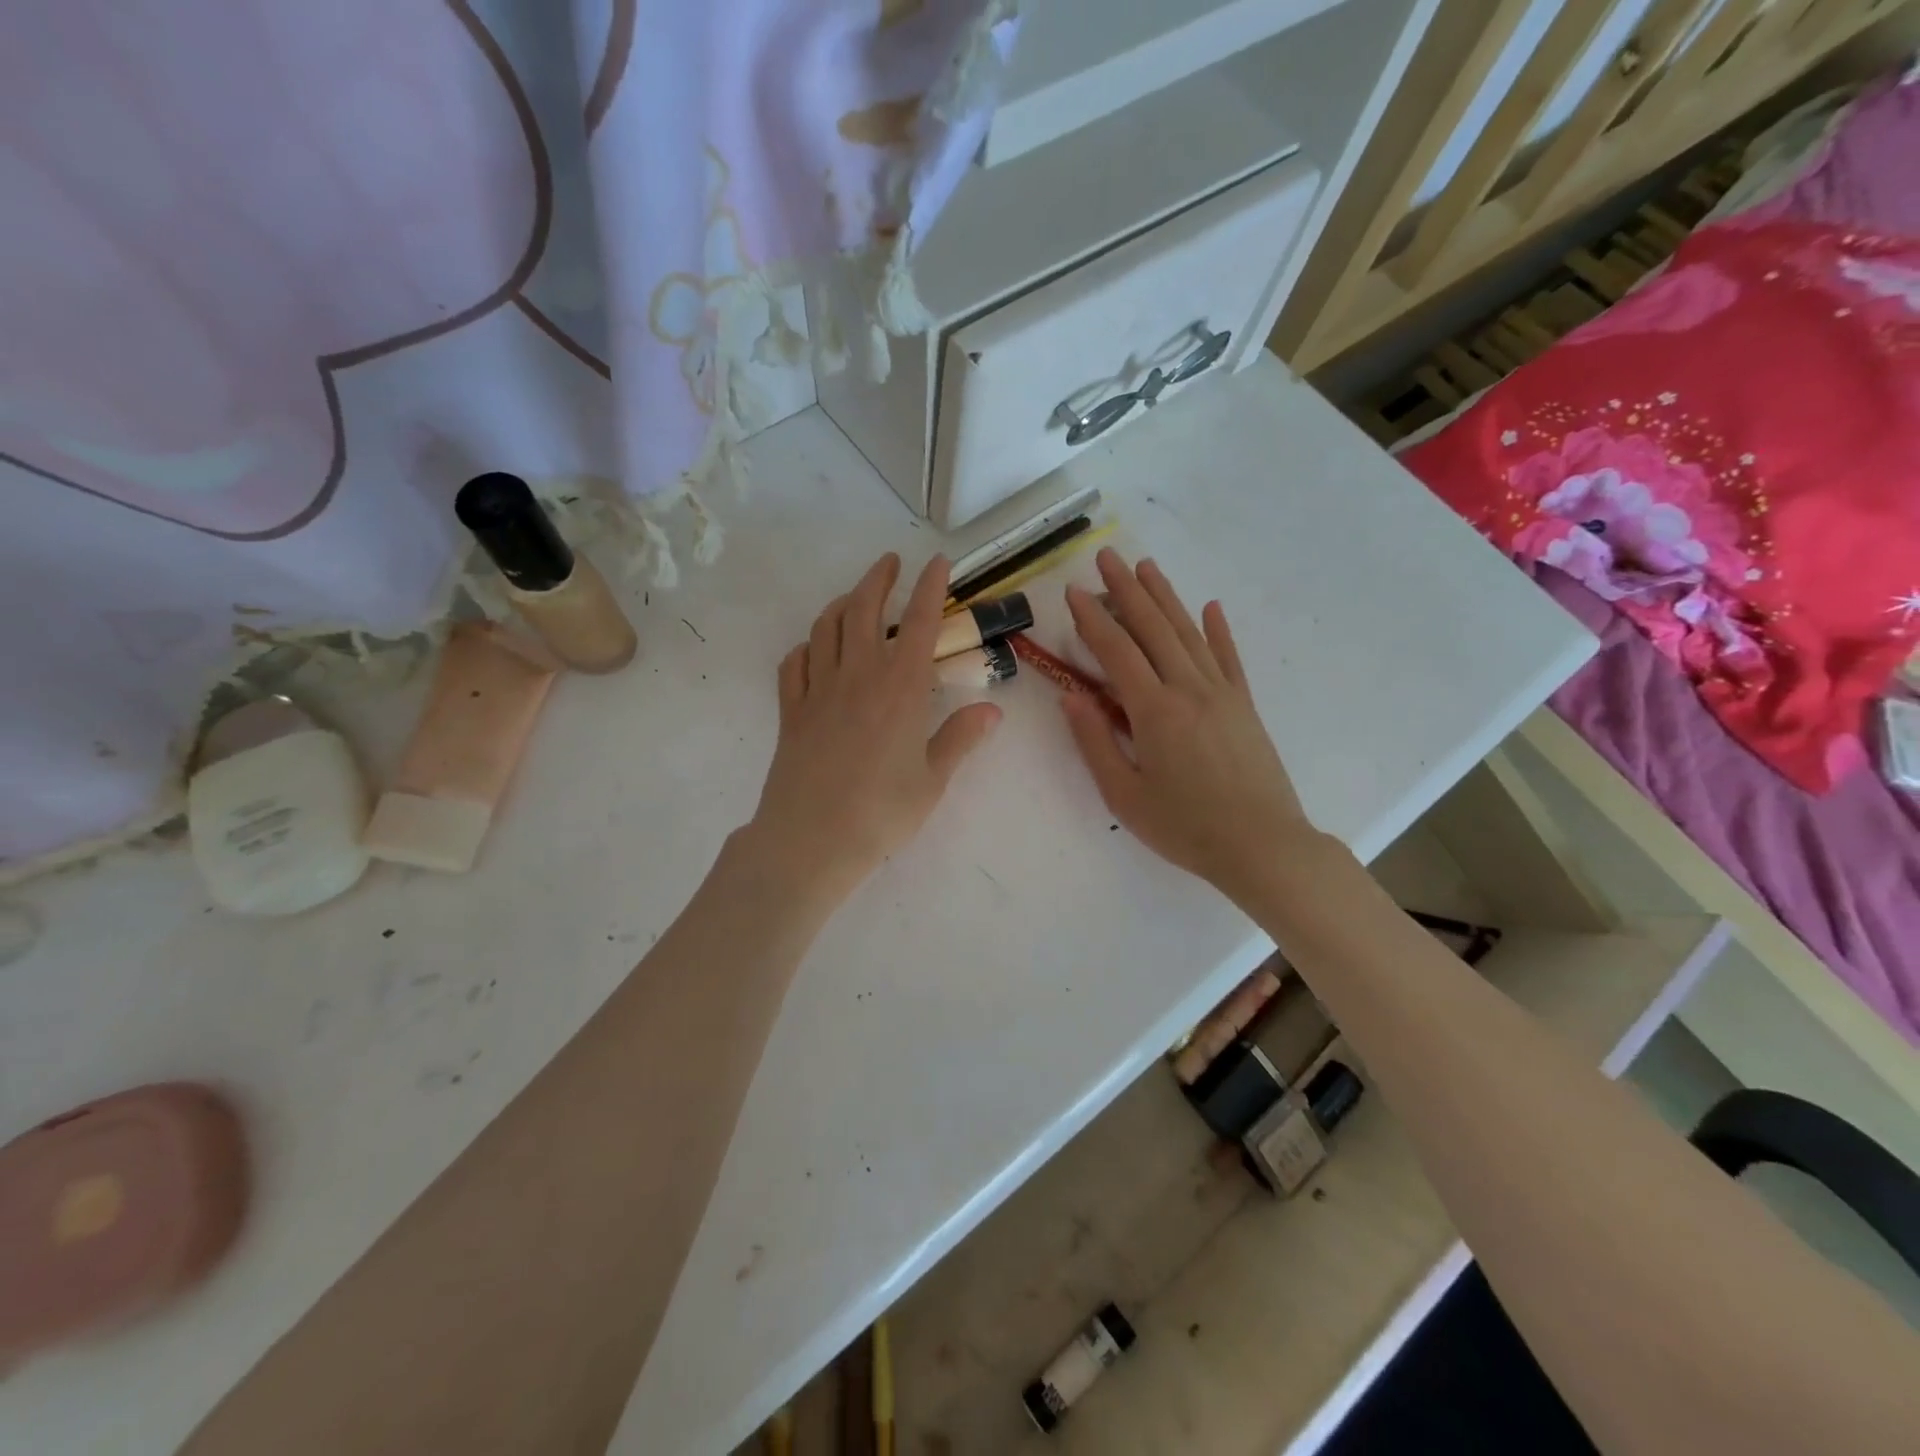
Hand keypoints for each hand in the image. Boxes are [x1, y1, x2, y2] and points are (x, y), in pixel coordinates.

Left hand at [746, 552, 1001, 906]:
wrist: (811, 840)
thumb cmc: (881, 813)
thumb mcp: (932, 779)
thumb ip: (960, 738)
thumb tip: (992, 710)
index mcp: (900, 688)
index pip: (919, 622)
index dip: (930, 587)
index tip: (937, 562)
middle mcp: (858, 676)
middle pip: (864, 610)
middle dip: (879, 579)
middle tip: (890, 563)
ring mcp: (818, 691)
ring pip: (826, 628)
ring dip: (842, 603)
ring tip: (855, 597)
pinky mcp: (790, 712)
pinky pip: (794, 664)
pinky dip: (806, 646)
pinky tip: (814, 648)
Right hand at [1063, 550, 1319, 909]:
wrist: (1262, 846)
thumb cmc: (1185, 827)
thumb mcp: (1125, 795)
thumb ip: (1095, 742)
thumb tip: (1070, 697)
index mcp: (1154, 711)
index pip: (1116, 652)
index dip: (1091, 619)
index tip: (1073, 590)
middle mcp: (1189, 689)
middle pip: (1153, 628)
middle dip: (1126, 590)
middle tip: (1106, 556)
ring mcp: (1222, 693)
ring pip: (1188, 633)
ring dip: (1165, 597)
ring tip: (1146, 566)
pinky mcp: (1245, 705)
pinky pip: (1229, 658)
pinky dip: (1218, 631)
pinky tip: (1210, 607)